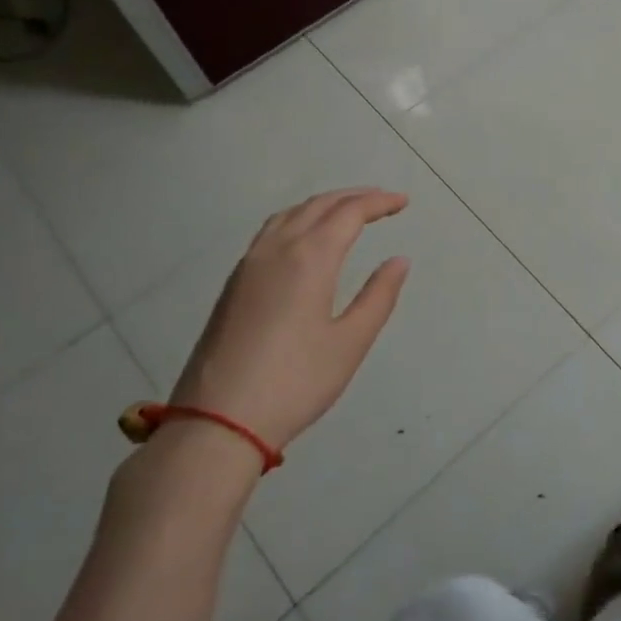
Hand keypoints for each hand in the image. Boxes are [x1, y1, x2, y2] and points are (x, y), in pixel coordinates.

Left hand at [169, 188, 410, 455]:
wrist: (217, 423)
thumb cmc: (295, 382)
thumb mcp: (350, 342)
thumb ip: (378, 296)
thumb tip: (398, 260)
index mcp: (309, 258)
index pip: (349, 213)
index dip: (379, 202)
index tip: (403, 201)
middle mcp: (276, 250)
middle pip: (318, 206)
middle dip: (353, 197)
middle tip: (383, 200)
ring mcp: (248, 266)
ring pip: (289, 215)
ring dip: (323, 205)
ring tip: (348, 212)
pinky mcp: (233, 285)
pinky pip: (270, 232)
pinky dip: (298, 220)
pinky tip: (306, 239)